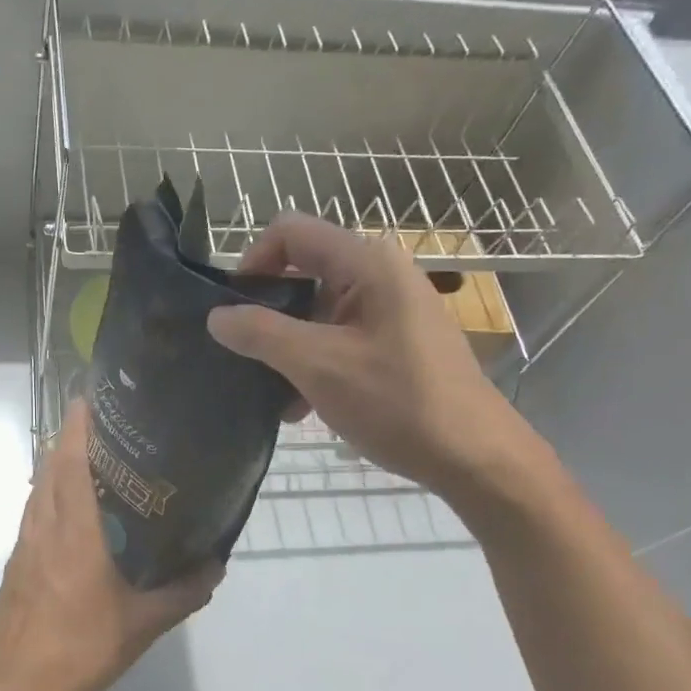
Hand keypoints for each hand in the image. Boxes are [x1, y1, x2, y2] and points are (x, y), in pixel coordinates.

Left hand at [0, 402, 222, 690]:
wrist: (11, 689)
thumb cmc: (77, 650)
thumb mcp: (141, 626)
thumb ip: (181, 593)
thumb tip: (215, 565)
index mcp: (74, 530)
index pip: (69, 460)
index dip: (78, 424)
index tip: (94, 396)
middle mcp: (45, 525)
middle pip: (51, 464)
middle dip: (73, 435)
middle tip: (111, 424)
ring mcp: (26, 542)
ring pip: (40, 486)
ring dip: (60, 462)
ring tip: (98, 457)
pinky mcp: (18, 560)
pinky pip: (36, 510)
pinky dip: (53, 492)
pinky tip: (78, 509)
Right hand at [205, 213, 543, 501]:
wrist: (475, 458)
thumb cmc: (398, 402)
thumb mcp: (318, 365)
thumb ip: (261, 334)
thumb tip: (215, 316)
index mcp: (366, 263)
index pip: (290, 232)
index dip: (252, 263)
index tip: (232, 311)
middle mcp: (379, 275)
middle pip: (301, 271)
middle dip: (266, 312)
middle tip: (242, 354)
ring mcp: (390, 311)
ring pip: (316, 311)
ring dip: (286, 347)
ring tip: (268, 391)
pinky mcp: (395, 344)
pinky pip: (338, 338)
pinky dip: (312, 364)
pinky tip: (298, 407)